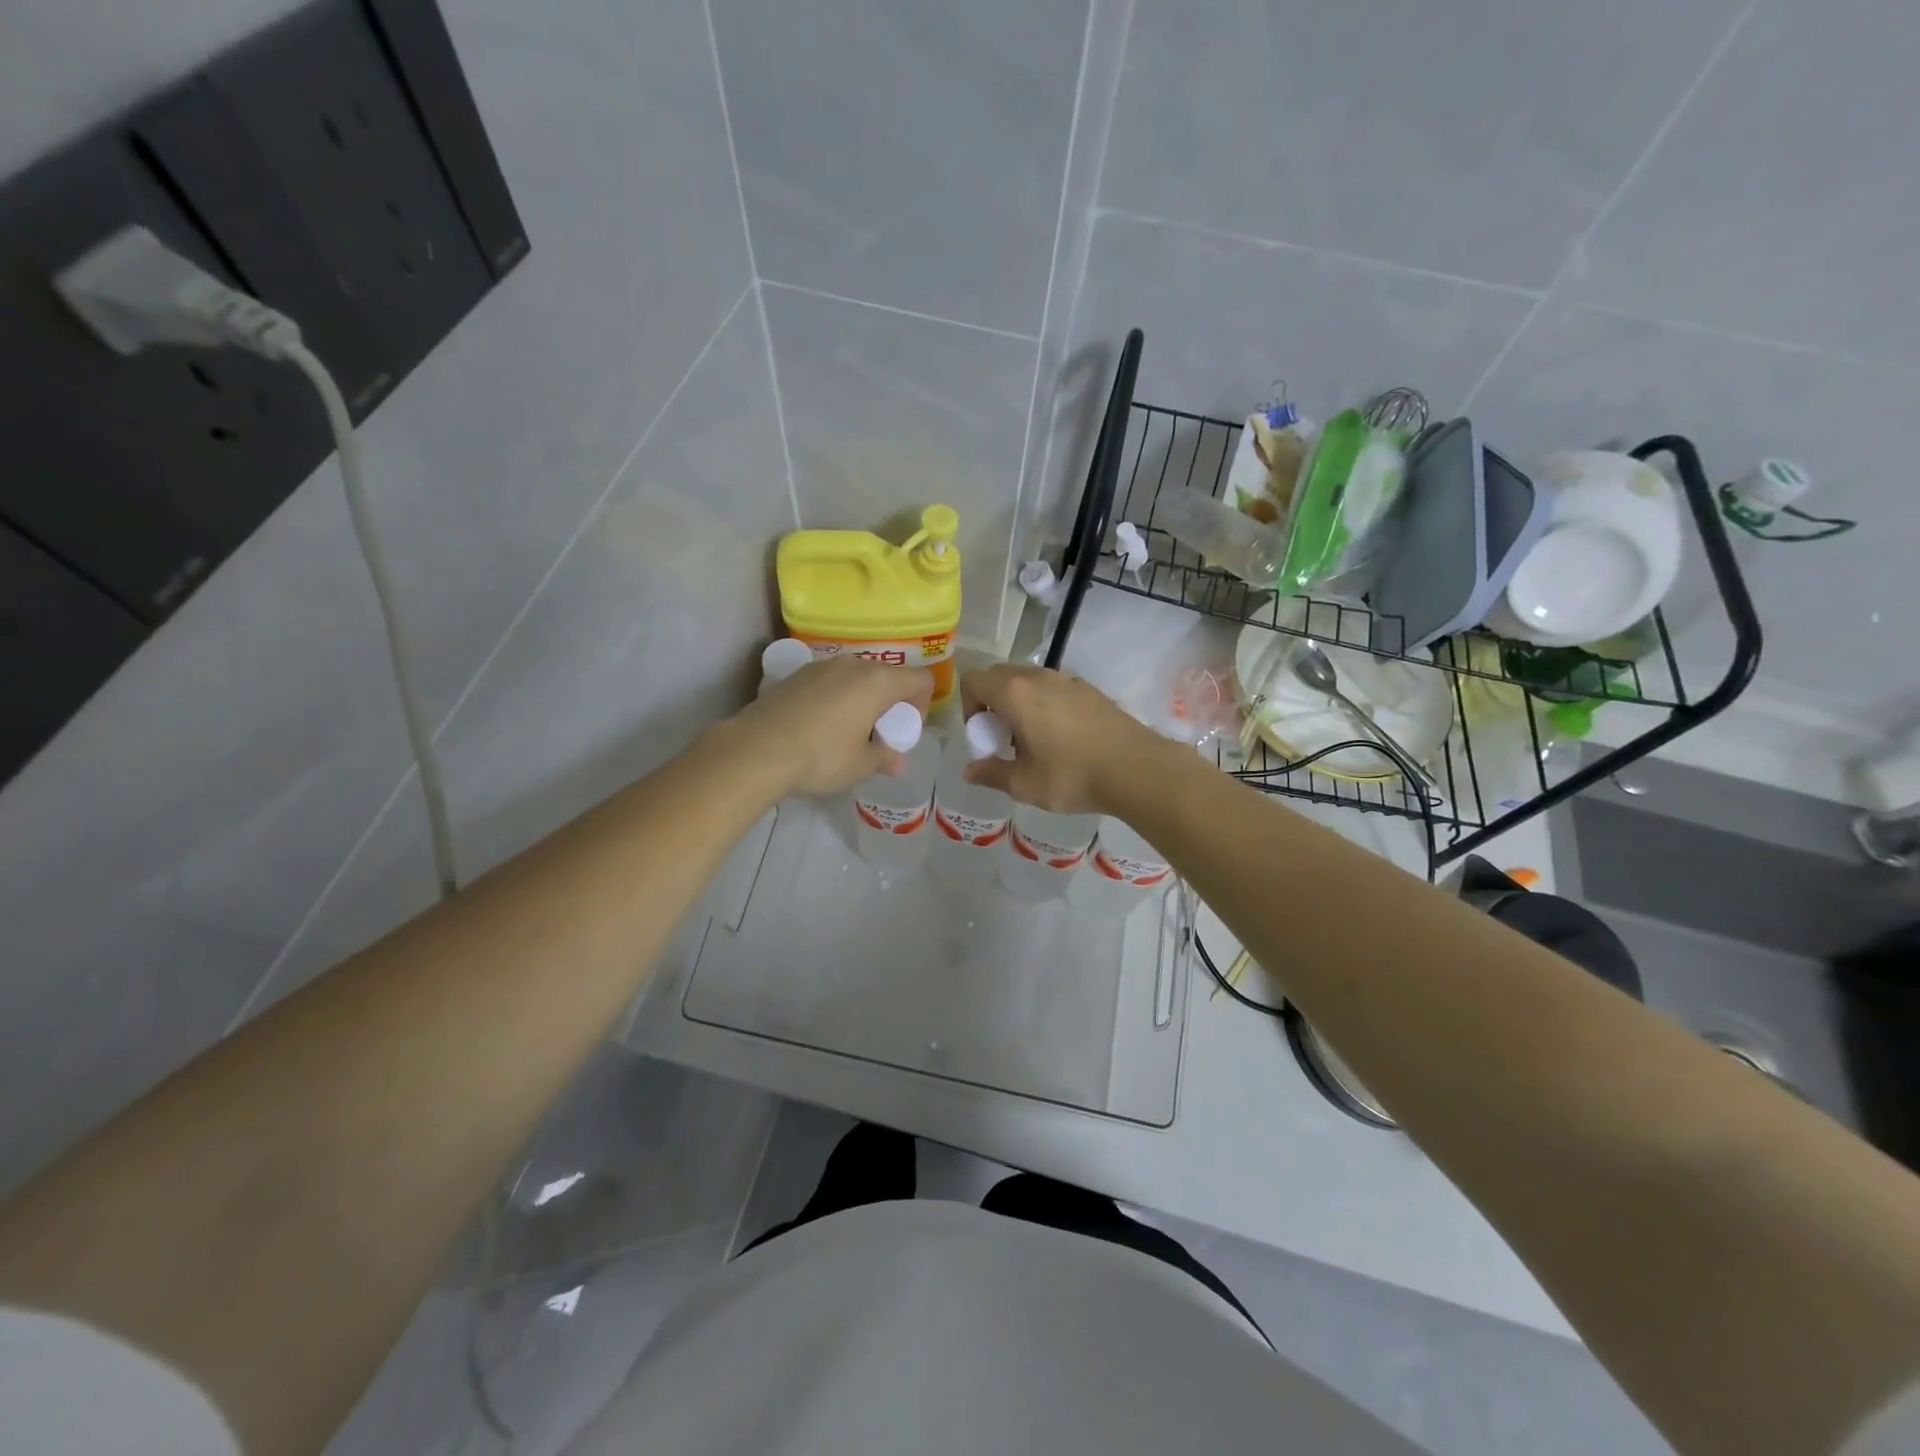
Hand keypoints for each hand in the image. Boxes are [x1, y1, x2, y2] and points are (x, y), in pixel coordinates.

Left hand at [729, 655, 934, 797]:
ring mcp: (822, 665)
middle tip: (877, 734)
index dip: (921, 705)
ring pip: (856, 677)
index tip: (903, 731)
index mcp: (878, 681)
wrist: (757, 749)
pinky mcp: (796, 674)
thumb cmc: (821, 756)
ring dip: (861, 699)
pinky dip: (835, 698)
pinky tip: (818, 726)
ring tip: (846, 731)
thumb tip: (896, 763)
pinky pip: (830, 682)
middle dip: (890, 703)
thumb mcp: (861, 766)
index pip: (920, 679)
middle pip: (887, 676)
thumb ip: (885, 758)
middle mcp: (853, 664)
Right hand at [959, 664, 1163, 815]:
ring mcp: (1068, 680)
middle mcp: (1039, 677)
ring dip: (1020, 704)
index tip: (984, 735)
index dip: (969, 706)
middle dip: (993, 704)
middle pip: (1000, 676)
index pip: (974, 681)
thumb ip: (992, 774)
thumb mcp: (1024, 784)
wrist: (1136, 769)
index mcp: (1015, 693)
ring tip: (1034, 741)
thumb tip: (969, 772)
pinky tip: (1063, 739)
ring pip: (1029, 681)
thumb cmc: (1072, 776)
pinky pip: (1055, 689)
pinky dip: (1046, 706)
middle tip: (1005, 739)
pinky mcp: (1090, 689)